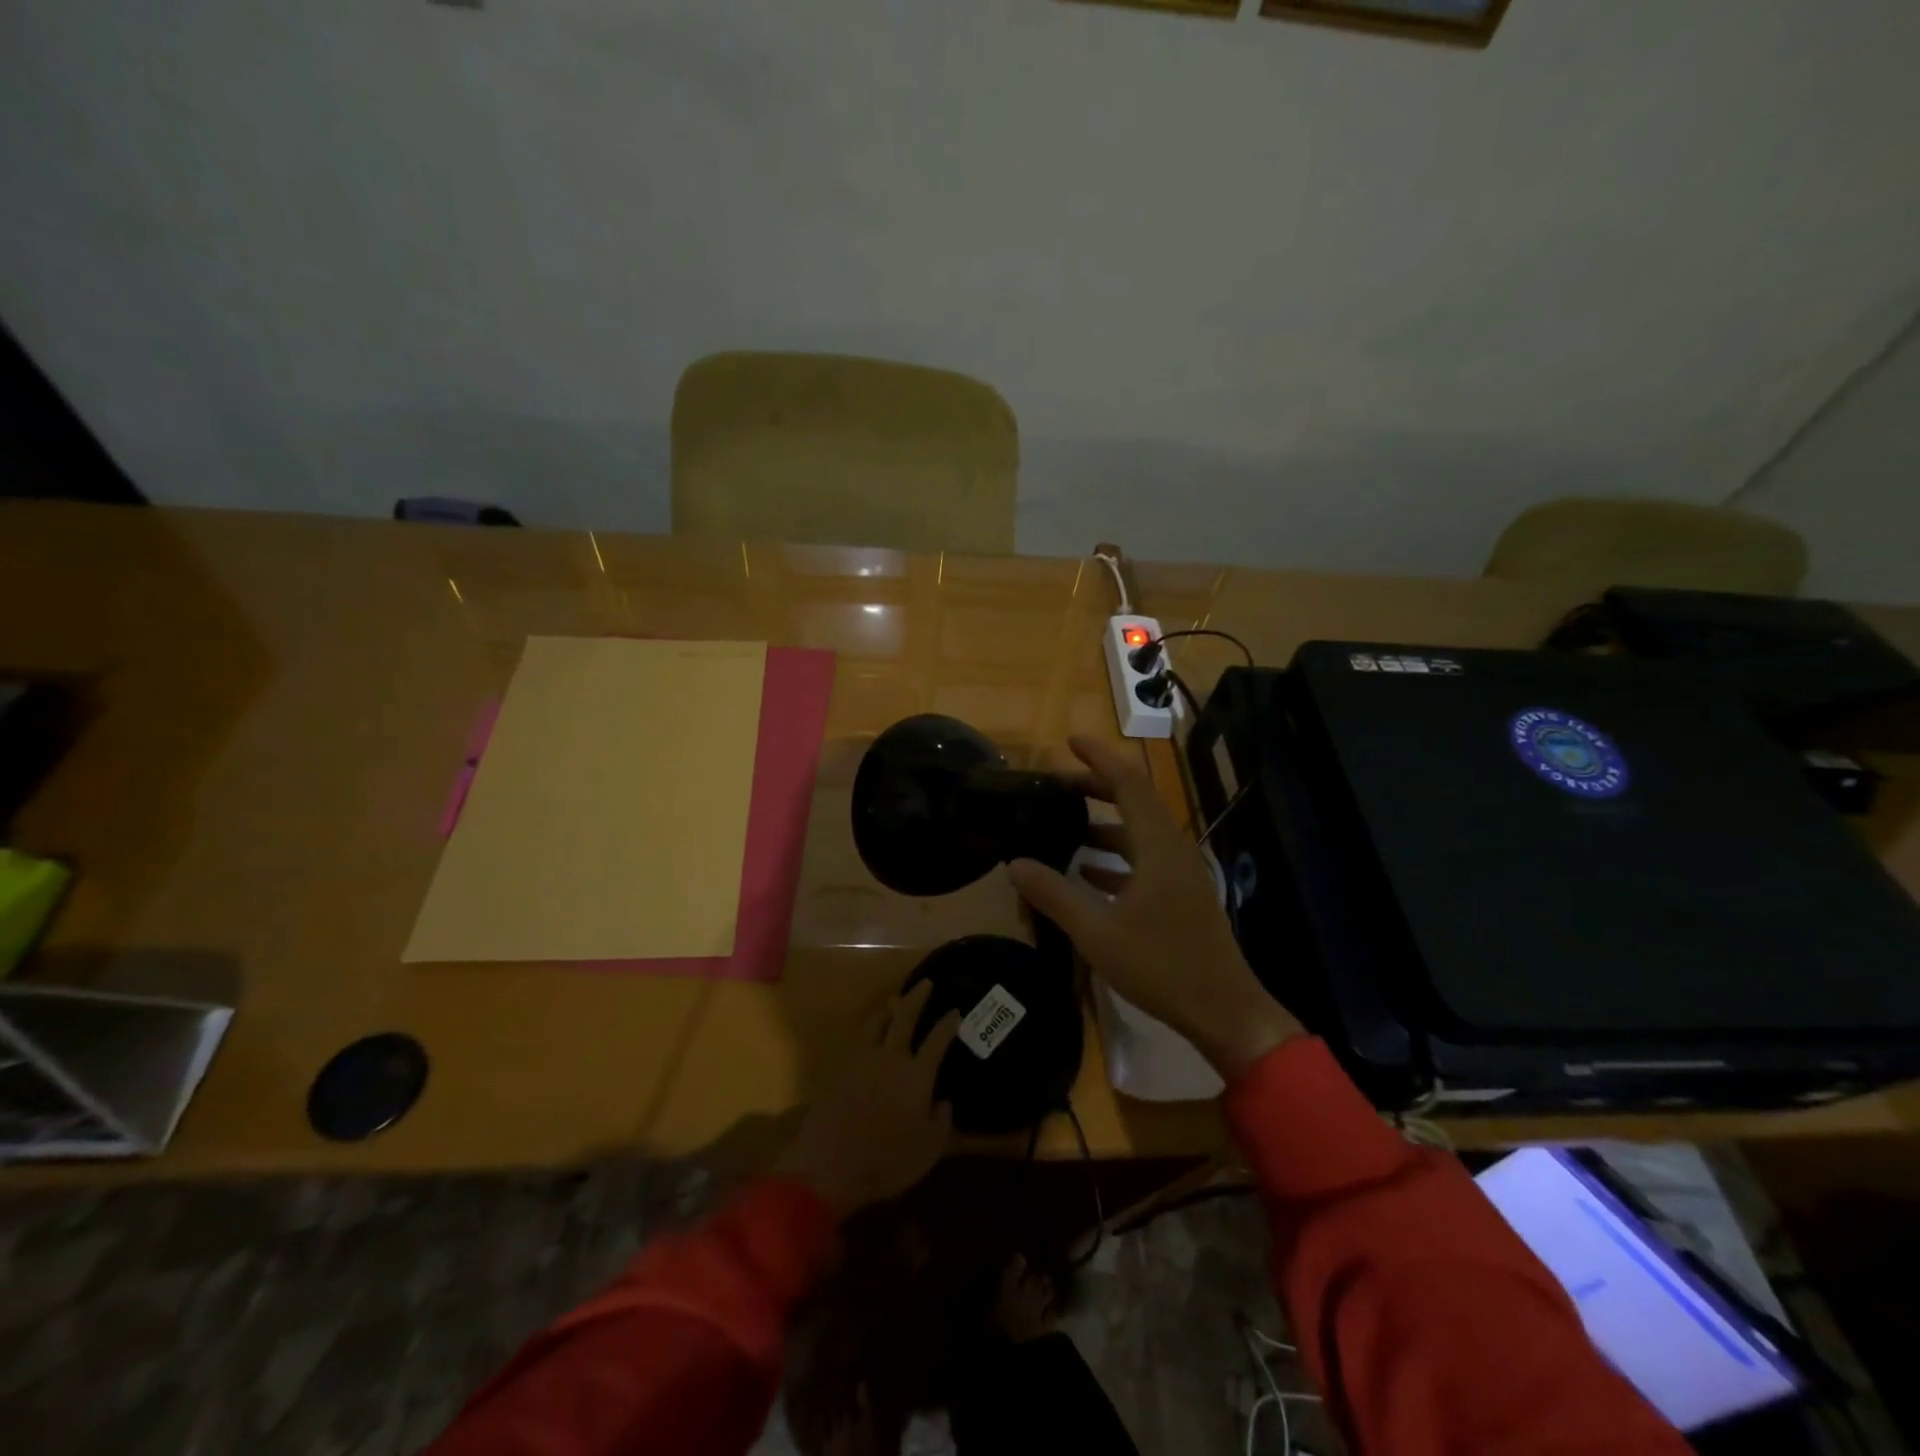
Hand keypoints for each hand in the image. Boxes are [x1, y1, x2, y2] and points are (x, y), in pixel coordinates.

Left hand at [776, 980, 960, 1216]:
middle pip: (905, 1016)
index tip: (955, 1011)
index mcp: (916, 1075)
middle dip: (917, 997)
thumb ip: (941, 1122)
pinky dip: (868, 1029)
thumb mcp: (928, 1151)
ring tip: (894, 1000)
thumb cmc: (886, 1161)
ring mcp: (861, 1060)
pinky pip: (858, 1039)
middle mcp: (891, 1058)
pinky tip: (869, 1033)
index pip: (938, 1040)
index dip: (948, 1024)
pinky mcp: (838, 1068)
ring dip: (888, 1008)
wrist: (829, 1165)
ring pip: (877, 1021)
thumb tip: (944, 1101)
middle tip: (925, 983)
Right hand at [1008, 734, 1302, 1079]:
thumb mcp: (1097, 931)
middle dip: (1097, 787)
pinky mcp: (1181, 896)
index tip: (1071, 741)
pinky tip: (1088, 873)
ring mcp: (1180, 873)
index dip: (1099, 757)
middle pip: (1135, 802)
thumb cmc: (1161, 965)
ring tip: (1065, 826)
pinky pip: (1144, 860)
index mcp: (1158, 846)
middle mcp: (1173, 849)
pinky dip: (1115, 857)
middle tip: (1059, 784)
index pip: (1128, 783)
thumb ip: (1055, 895)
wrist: (1223, 1010)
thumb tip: (1015, 864)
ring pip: (1139, 833)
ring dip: (1104, 824)